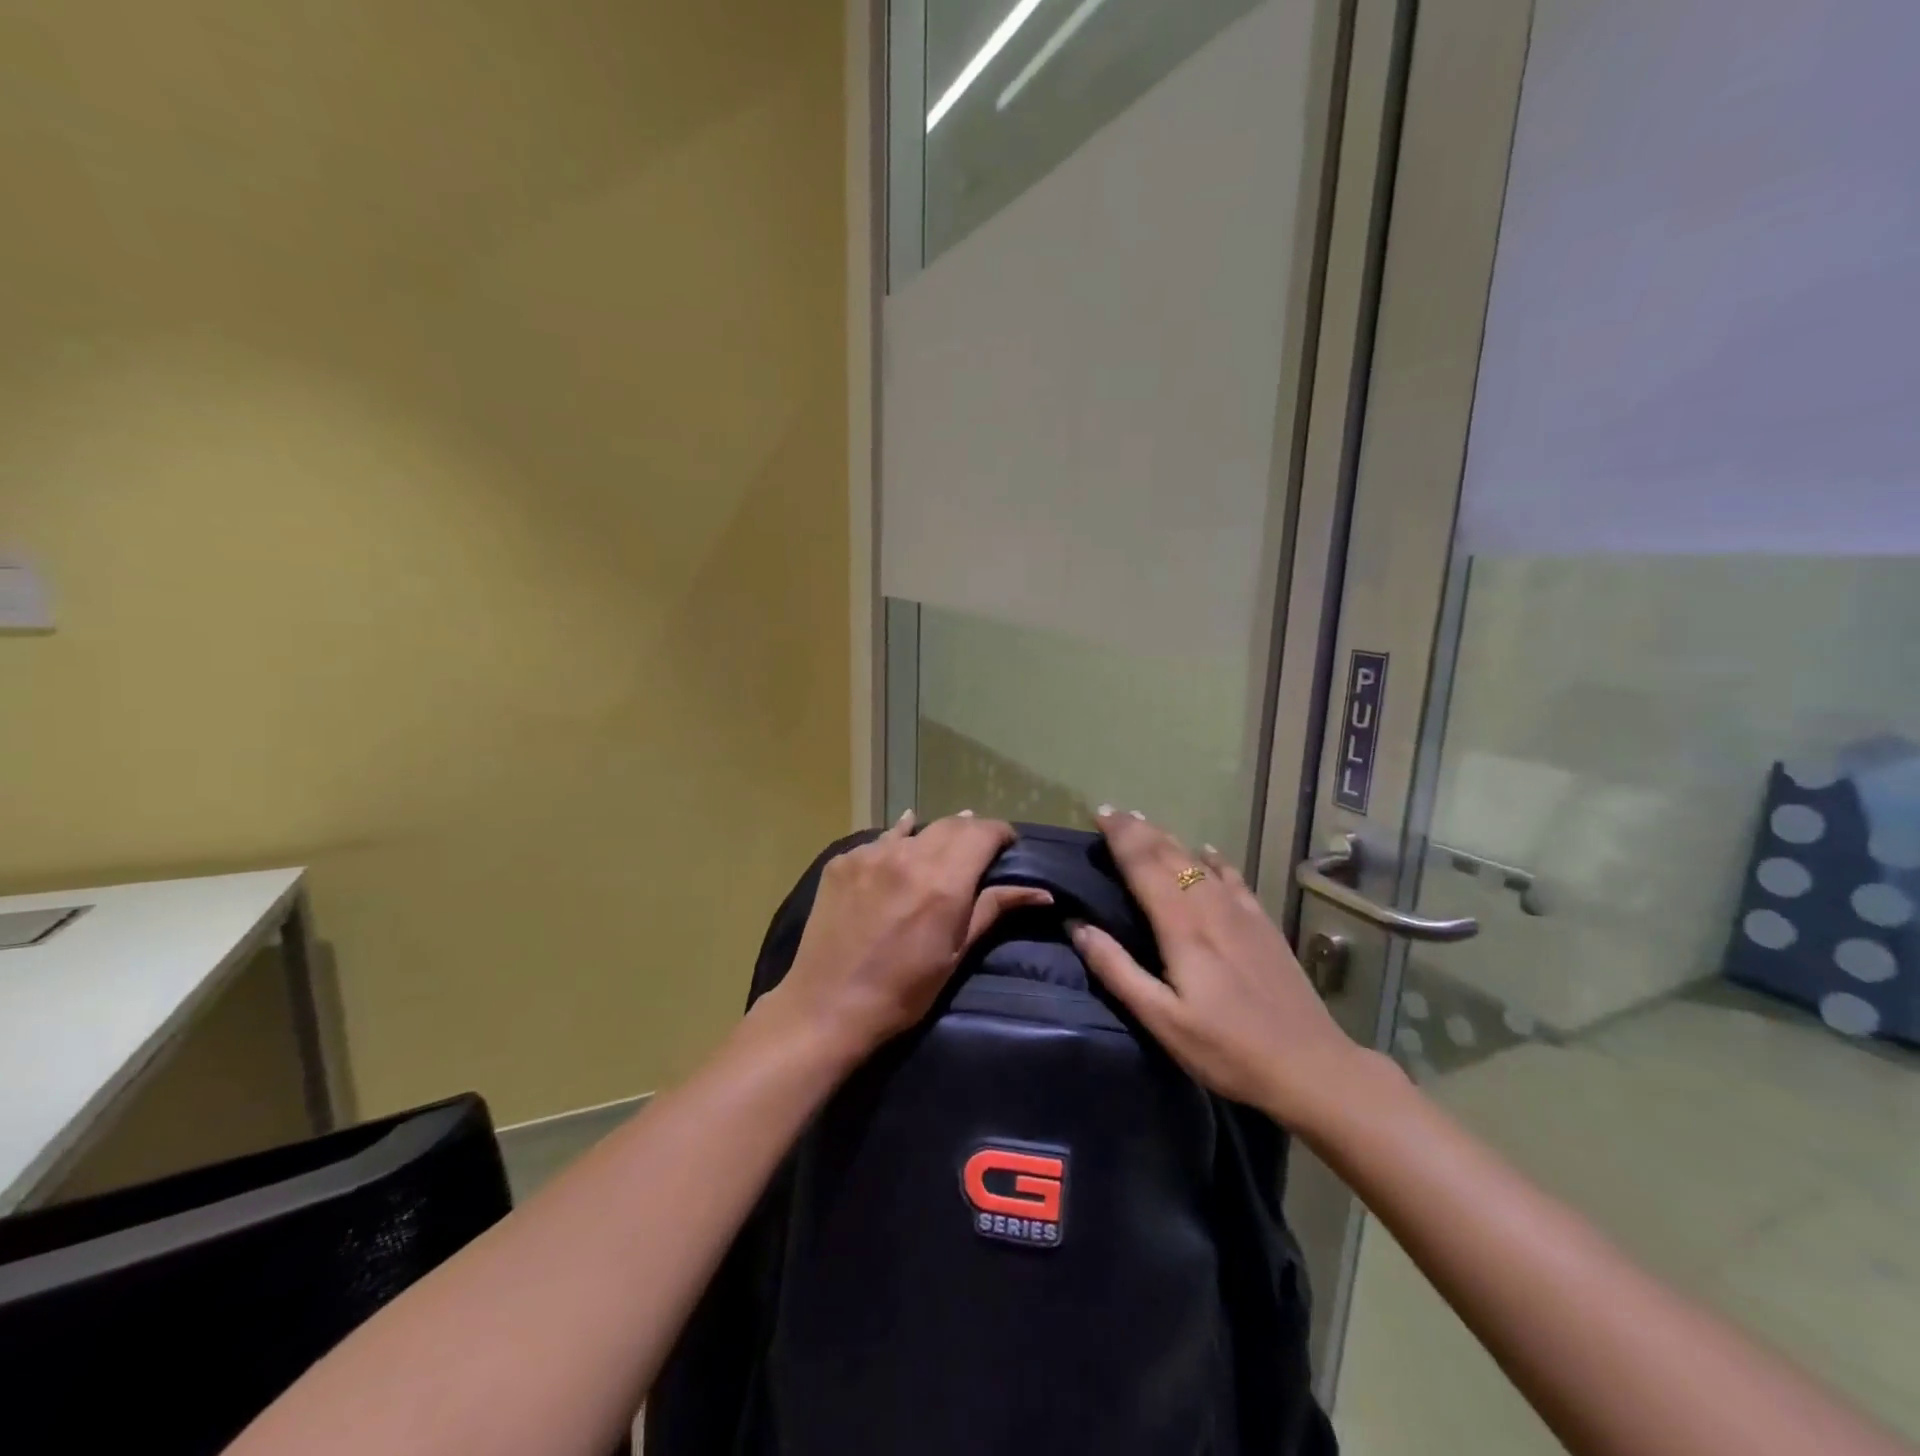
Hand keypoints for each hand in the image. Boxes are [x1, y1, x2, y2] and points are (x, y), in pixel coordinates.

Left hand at [767, 811, 1051, 1060]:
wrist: (828, 1006)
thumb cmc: (903, 990)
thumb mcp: (956, 953)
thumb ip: (993, 909)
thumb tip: (1041, 892)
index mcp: (943, 880)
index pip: (983, 833)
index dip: (1001, 834)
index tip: (1008, 846)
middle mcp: (908, 856)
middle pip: (952, 825)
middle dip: (971, 833)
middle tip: (978, 852)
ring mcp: (870, 854)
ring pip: (916, 828)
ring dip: (935, 835)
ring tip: (942, 850)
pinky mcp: (842, 861)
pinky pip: (880, 841)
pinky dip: (898, 844)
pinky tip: (900, 853)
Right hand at [1068, 808, 1375, 1130]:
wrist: (1311, 1067)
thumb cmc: (1227, 1050)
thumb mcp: (1162, 1020)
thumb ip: (1117, 970)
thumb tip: (1078, 926)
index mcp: (1182, 927)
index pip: (1145, 866)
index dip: (1122, 837)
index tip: (1100, 814)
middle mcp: (1211, 907)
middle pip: (1171, 855)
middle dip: (1140, 830)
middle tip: (1114, 813)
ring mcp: (1243, 913)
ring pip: (1200, 861)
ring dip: (1170, 839)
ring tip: (1147, 826)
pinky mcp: (1264, 925)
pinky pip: (1234, 877)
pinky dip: (1215, 859)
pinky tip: (1209, 852)